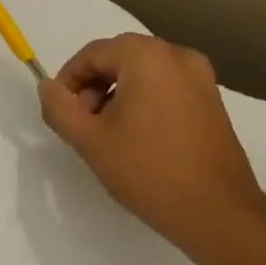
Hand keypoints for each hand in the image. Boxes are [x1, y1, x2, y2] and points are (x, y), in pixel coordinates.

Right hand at [38, 33, 265, 259]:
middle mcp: (177, 55)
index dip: (68, 80)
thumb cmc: (147, 170)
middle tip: (83, 125)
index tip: (61, 112)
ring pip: (143, 73)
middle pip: (119, 58)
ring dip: (117, 94)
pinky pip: (166, 87)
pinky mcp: (212, 100)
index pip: (93, 53)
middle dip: (93, 87)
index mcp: (146, 56)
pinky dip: (144, 102)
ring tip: (108, 135)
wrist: (216, 210)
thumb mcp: (89, 140)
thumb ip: (59, 107)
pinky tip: (138, 139)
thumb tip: (48, 87)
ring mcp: (201, 77)